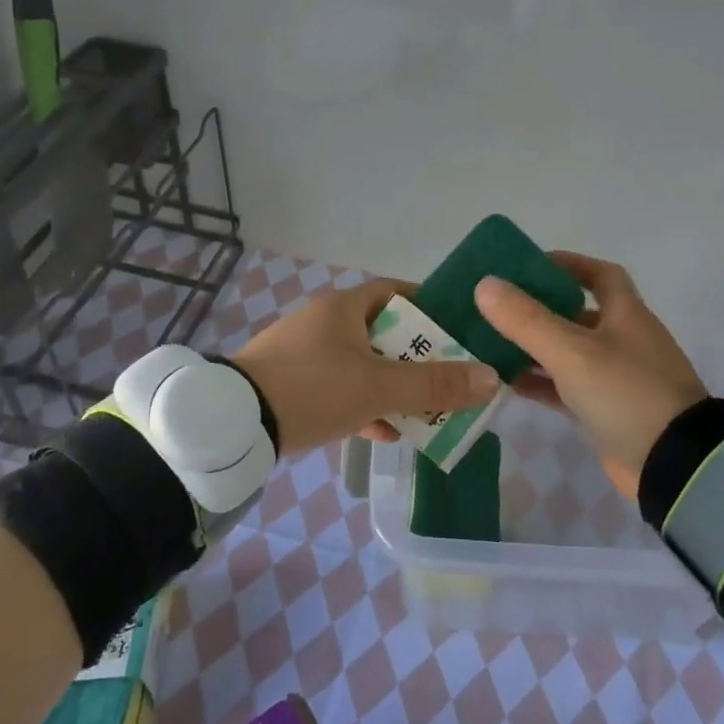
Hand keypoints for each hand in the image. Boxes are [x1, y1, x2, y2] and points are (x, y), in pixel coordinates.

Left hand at [230, 280, 500, 455]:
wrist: (232, 424)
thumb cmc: (311, 389)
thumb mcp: (377, 387)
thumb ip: (434, 385)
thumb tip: (492, 378)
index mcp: (344, 308)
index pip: (398, 293)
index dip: (431, 308)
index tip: (459, 331)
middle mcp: (325, 323)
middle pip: (385, 333)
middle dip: (418, 358)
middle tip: (450, 378)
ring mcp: (306, 354)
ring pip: (364, 365)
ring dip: (394, 386)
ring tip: (427, 411)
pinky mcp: (292, 384)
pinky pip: (340, 389)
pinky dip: (365, 405)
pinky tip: (385, 431)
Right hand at [474, 252, 707, 500]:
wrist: (673, 466)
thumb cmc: (626, 393)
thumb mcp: (572, 351)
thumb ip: (527, 319)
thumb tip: (485, 284)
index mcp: (625, 314)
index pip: (600, 275)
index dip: (568, 264)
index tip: (529, 266)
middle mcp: (622, 340)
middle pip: (577, 313)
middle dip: (539, 308)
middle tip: (496, 307)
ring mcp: (615, 378)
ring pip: (568, 352)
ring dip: (534, 347)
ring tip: (490, 343)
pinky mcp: (605, 412)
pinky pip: (566, 388)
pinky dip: (540, 382)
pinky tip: (507, 383)